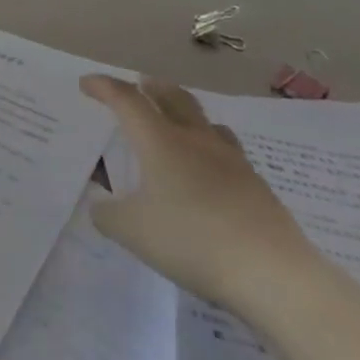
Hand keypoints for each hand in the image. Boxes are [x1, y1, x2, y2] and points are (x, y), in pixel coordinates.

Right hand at [81, 75, 319, 315]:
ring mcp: (232, 162)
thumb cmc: (191, 241)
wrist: (273, 274)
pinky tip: (209, 173)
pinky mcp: (257, 188)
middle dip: (153, 88)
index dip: (104, 87)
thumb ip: (108, 214)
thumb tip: (101, 206)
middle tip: (141, 84)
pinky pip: (228, 153)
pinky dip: (210, 150)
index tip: (86, 84)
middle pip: (174, 98)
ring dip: (187, 114)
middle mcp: (196, 141)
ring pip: (207, 123)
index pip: (127, 100)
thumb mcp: (131, 231)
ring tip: (178, 123)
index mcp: (160, 142)